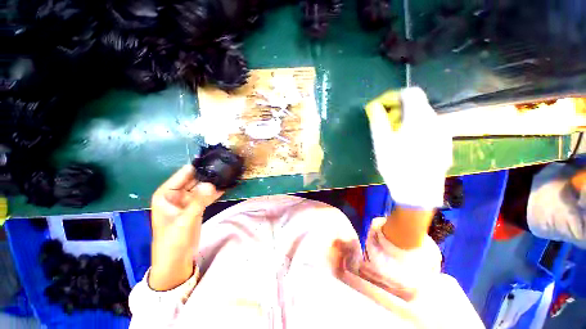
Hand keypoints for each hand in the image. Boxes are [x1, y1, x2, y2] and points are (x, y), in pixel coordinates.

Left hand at [149, 165, 222, 290]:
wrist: (176, 260)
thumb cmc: (172, 240)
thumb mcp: (185, 220)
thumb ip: (198, 201)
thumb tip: (212, 184)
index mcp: (166, 193)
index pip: (184, 174)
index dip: (198, 166)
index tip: (214, 158)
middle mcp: (177, 194)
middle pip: (195, 179)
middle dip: (209, 173)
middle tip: (225, 165)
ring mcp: (188, 200)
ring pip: (202, 187)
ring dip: (214, 182)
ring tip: (229, 173)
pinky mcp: (197, 207)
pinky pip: (207, 195)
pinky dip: (216, 191)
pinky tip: (227, 186)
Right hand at [366, 87, 452, 208]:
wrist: (418, 192)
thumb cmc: (397, 165)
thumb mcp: (381, 142)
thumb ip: (378, 120)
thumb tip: (374, 105)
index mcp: (420, 118)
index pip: (410, 93)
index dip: (393, 96)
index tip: (380, 107)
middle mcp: (436, 121)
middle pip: (416, 105)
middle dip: (397, 110)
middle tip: (383, 124)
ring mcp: (442, 133)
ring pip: (421, 118)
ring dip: (404, 120)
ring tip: (392, 136)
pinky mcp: (442, 144)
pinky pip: (427, 128)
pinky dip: (413, 129)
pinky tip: (405, 144)